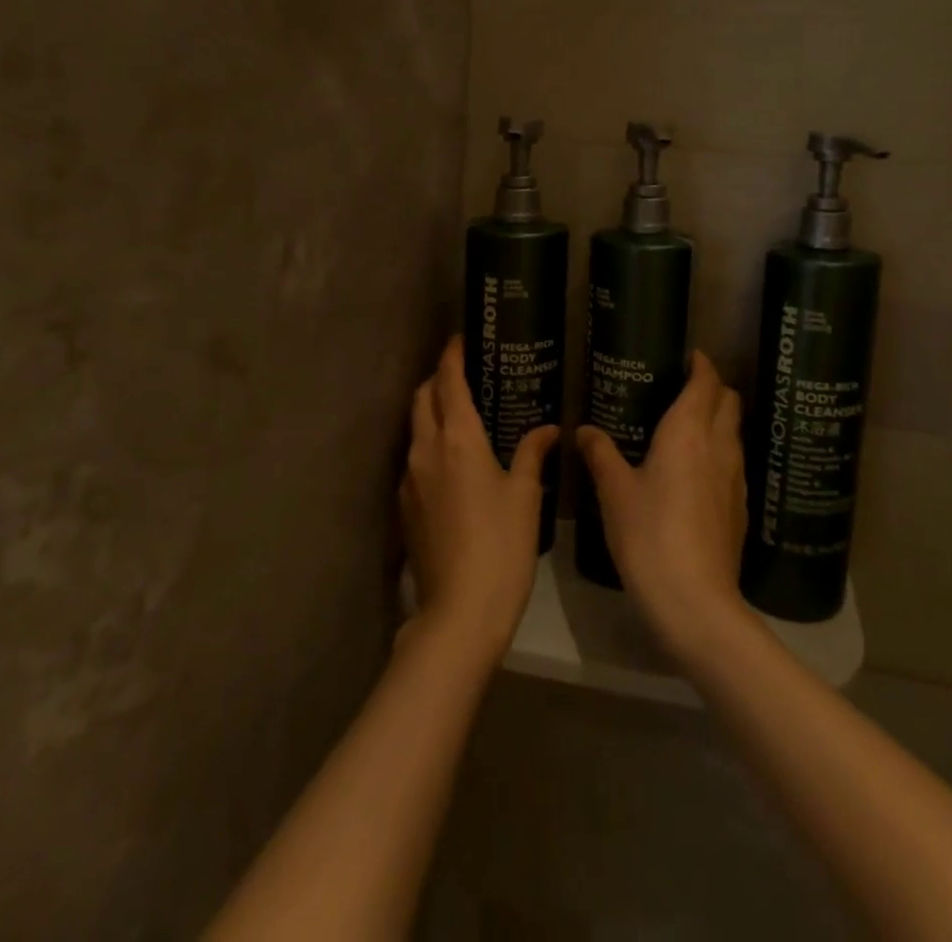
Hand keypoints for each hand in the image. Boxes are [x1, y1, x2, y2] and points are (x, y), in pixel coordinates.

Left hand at [402, 337, 555, 661]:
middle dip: (437, 379)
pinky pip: (413, 458)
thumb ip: (532, 453)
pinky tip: (450, 461)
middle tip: (463, 374)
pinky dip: (428, 443)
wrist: (459, 611)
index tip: (460, 339)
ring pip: (415, 427)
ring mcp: (409, 478)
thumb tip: (548, 429)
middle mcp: (426, 449)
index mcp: (458, 439)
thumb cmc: (501, 545)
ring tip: (459, 414)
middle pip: (423, 398)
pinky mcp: (404, 505)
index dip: (452, 356)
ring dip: (430, 411)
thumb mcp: (525, 495)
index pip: (449, 382)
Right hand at [578, 351, 748, 658]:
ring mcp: (736, 479)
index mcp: (688, 432)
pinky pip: (734, 463)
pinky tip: (698, 472)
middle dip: (713, 388)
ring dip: (719, 420)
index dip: (701, 364)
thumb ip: (601, 454)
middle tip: (684, 389)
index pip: (706, 383)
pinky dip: (720, 452)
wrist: (696, 602)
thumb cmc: (649, 534)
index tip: (689, 356)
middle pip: (730, 402)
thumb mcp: (615, 492)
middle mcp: (719, 447)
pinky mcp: (740, 508)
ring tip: (688, 427)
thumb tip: (584, 430)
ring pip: (735, 433)